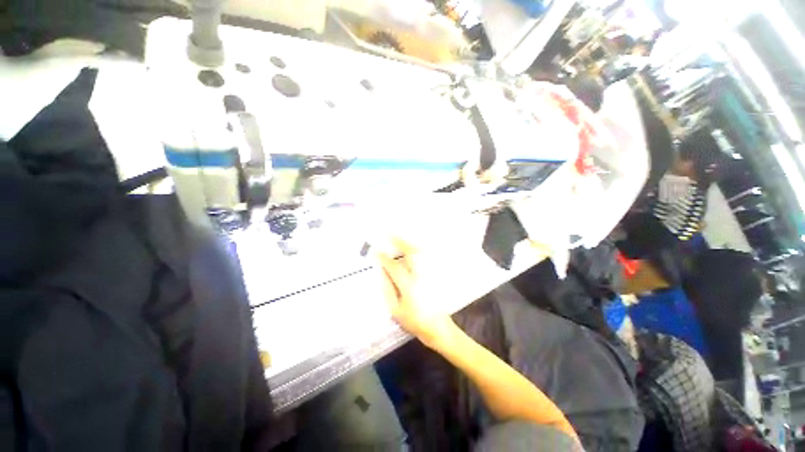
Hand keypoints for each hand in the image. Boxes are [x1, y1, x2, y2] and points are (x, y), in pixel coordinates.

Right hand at [379, 238, 457, 349]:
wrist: (438, 327)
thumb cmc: (414, 321)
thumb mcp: (395, 310)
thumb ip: (387, 289)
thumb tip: (382, 272)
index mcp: (408, 286)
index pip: (394, 267)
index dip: (384, 258)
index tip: (377, 252)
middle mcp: (420, 276)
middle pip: (411, 254)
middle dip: (400, 242)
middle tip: (391, 235)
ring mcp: (429, 274)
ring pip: (420, 253)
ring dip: (409, 244)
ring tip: (400, 239)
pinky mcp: (435, 275)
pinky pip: (426, 258)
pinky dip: (418, 251)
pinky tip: (412, 249)